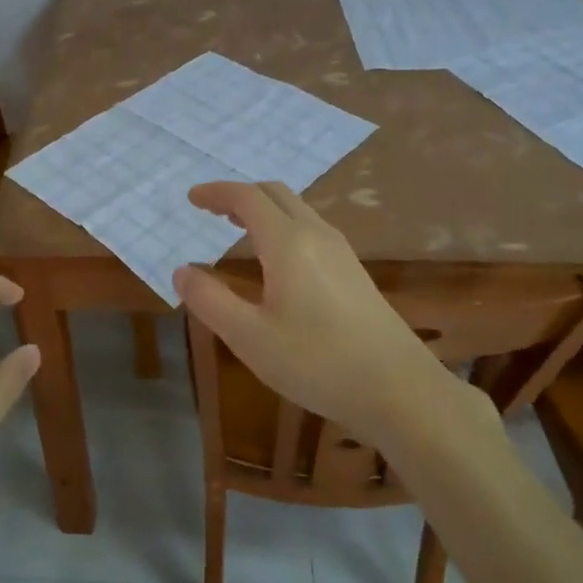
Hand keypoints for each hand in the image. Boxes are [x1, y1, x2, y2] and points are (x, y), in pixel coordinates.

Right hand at [174, 182, 480, 441]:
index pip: (247, 197)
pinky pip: (310, 228)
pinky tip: (276, 259)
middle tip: (211, 210)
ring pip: (296, 210)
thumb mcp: (250, 337)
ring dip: (263, 209)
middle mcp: (316, 234)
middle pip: (274, 194)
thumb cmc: (318, 362)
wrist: (400, 390)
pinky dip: (282, 225)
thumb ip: (210, 301)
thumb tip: (181, 272)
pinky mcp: (354, 271)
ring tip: (237, 229)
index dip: (216, 193)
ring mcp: (340, 251)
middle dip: (239, 195)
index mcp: (288, 242)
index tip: (192, 199)